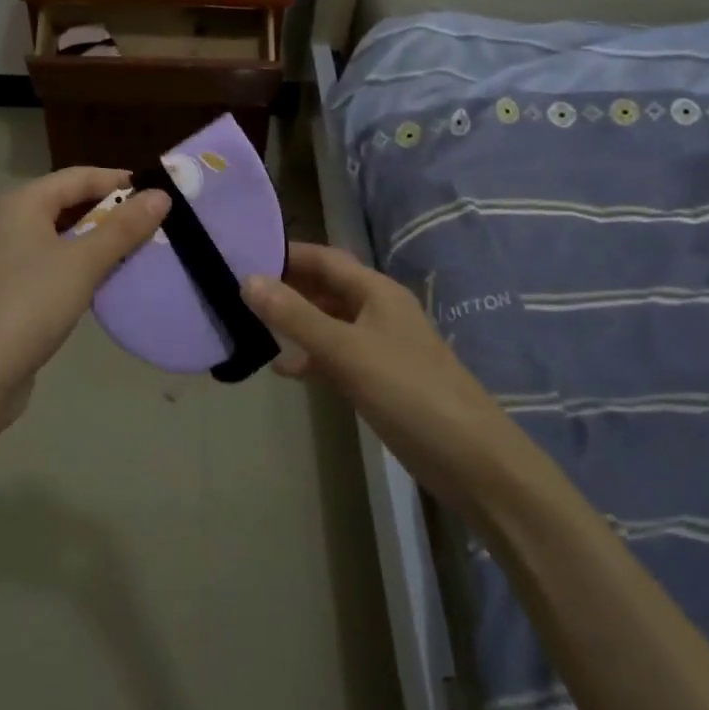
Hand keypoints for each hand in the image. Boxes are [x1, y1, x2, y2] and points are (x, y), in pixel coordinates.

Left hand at [0, 167, 168, 421]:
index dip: (121, 181)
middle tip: (157, 225)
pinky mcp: (12, 287)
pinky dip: (84, 263)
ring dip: (101, 240)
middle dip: (113, 211)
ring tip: (141, 251)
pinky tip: (108, 279)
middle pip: (71, 202)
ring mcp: (8, 255)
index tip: (162, 195)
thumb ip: (123, 228)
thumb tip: (161, 194)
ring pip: (65, 234)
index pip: (80, 175)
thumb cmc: (29, 306)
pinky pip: (57, 261)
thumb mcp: (83, 263)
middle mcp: (11, 220)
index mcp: (22, 202)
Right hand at [243, 243, 513, 512]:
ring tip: (252, 325)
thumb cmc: (407, 390)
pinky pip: (338, 355)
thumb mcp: (345, 350)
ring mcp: (381, 345)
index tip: (245, 252)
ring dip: (296, 322)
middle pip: (327, 287)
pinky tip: (286, 369)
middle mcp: (378, 310)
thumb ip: (295, 316)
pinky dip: (312, 357)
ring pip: (330, 322)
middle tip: (239, 289)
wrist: (469, 457)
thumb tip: (248, 279)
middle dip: (288, 286)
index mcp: (376, 291)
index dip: (288, 253)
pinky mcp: (381, 378)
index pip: (325, 258)